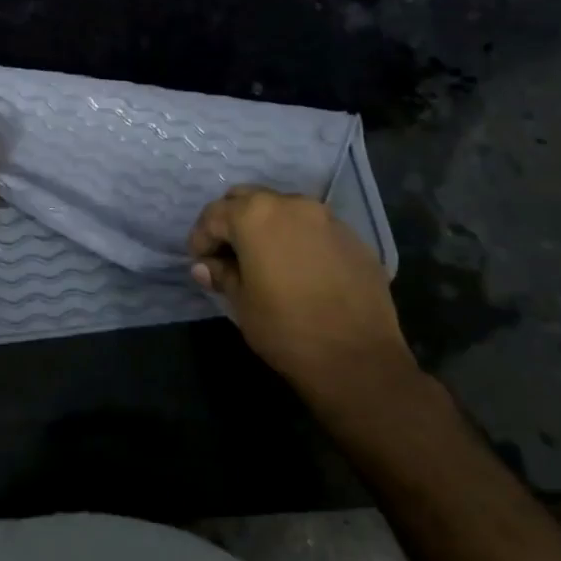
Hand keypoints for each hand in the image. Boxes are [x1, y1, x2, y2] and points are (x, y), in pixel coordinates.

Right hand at [188, 185, 416, 399]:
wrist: (360, 361)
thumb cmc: (287, 330)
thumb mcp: (242, 304)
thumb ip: (222, 275)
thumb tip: (204, 266)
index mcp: (255, 215)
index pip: (215, 214)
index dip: (201, 238)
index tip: (200, 261)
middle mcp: (290, 204)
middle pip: (248, 199)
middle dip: (233, 221)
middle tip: (228, 253)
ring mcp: (326, 218)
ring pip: (284, 209)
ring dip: (268, 227)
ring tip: (266, 259)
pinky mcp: (353, 238)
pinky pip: (314, 228)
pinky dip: (299, 239)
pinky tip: (300, 270)